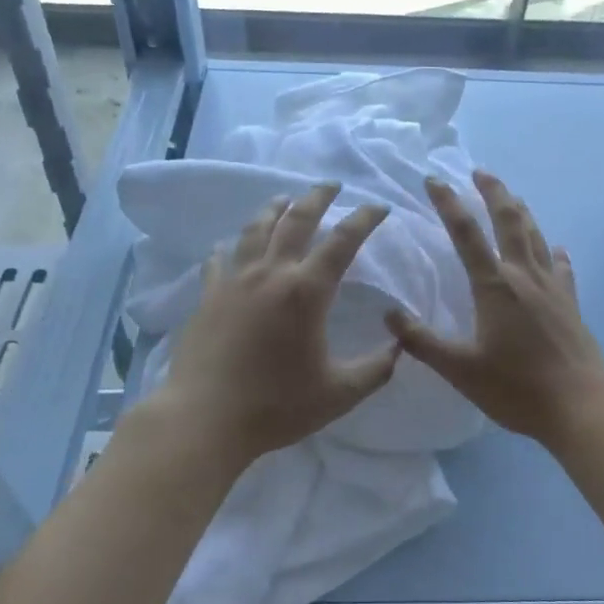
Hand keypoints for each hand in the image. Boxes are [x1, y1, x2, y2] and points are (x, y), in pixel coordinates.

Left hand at [155, 183, 398, 467]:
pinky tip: (228, 246)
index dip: (364, 219)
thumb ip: (376, 369)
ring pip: (255, 230)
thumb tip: (398, 346)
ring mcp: (234, 282)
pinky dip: (229, 248)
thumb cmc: (276, 406)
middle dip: (317, 198)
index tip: (379, 207)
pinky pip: (218, 260)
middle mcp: (271, 274)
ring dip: (274, 209)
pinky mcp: (207, 297)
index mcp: (306, 291)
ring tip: (284, 199)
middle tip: (331, 185)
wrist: (205, 419)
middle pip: (296, 220)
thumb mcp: (339, 394)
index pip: (343, 241)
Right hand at [388, 171, 603, 447]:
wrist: (581, 406)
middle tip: (481, 172)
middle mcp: (524, 276)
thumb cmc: (516, 388)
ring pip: (536, 237)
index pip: (466, 233)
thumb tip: (389, 314)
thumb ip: (423, 342)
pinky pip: (562, 268)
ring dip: (522, 212)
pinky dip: (555, 253)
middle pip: (509, 221)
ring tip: (512, 197)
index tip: (434, 179)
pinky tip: (558, 250)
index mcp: (494, 286)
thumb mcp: (460, 370)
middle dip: (493, 192)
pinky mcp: (571, 304)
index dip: (448, 203)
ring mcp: (553, 288)